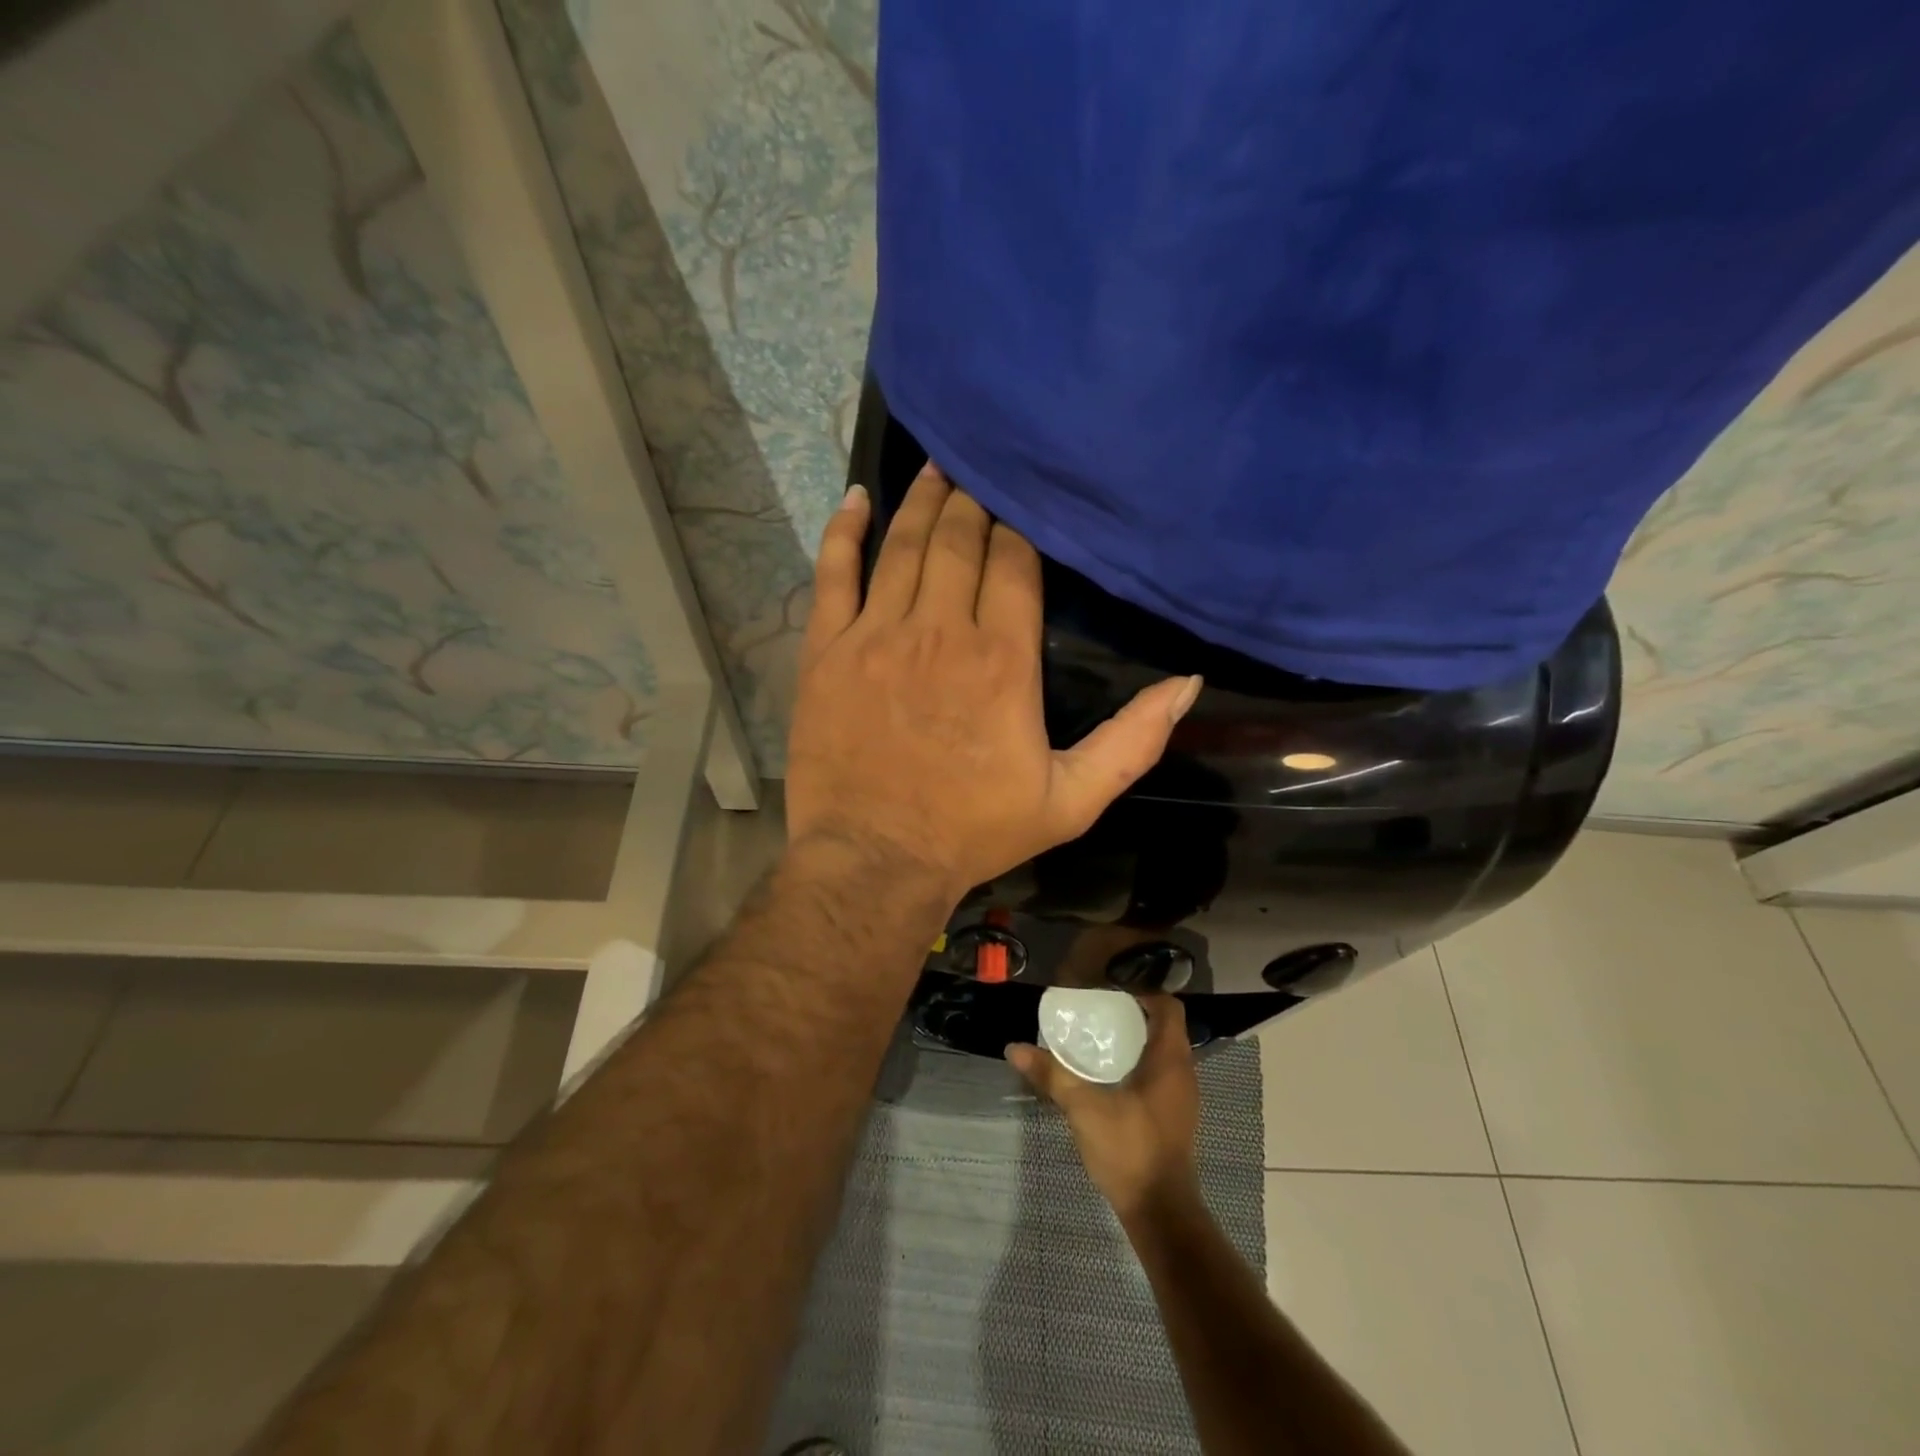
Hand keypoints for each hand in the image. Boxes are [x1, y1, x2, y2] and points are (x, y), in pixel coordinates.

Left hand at [785, 464, 1200, 899]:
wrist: (876, 860)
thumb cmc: (974, 831)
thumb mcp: (1071, 801)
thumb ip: (1131, 742)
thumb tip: (1187, 684)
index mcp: (1003, 659)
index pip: (1014, 563)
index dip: (1019, 526)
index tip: (1022, 500)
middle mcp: (940, 630)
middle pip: (960, 540)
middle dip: (973, 501)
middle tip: (979, 467)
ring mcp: (876, 635)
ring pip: (903, 546)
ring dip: (923, 501)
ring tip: (937, 466)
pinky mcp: (826, 651)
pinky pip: (833, 574)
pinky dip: (844, 532)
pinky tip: (857, 499)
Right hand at [1007, 995, 1201, 1219]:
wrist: (1160, 1212)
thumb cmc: (1129, 1150)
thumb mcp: (1084, 1108)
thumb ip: (1052, 1075)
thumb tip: (1014, 1048)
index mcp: (1170, 1060)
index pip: (1167, 1005)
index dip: (1143, 989)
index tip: (1110, 984)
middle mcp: (1183, 1071)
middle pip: (1164, 1025)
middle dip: (1133, 1010)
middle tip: (1096, 1005)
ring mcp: (1181, 1096)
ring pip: (1162, 1050)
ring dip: (1136, 1037)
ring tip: (1098, 1032)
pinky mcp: (1173, 1114)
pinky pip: (1159, 1071)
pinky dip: (1138, 1060)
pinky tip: (1108, 1070)